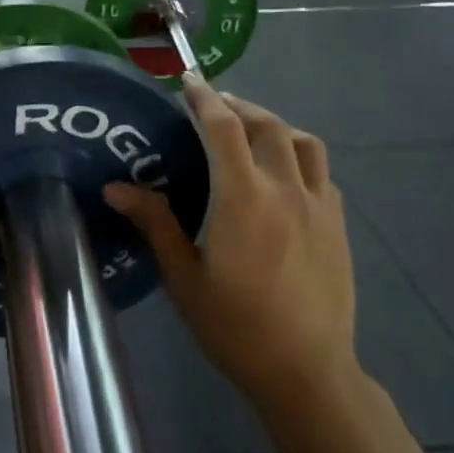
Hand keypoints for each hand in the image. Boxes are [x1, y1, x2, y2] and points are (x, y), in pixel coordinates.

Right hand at [105, 78, 356, 426]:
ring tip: (250, 130)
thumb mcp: (184, 276)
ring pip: (303, 141)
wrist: (307, 372)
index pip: (223, 127)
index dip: (204, 98)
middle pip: (266, 124)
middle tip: (212, 105)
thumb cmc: (235, 326)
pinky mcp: (339, 224)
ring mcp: (319, 205)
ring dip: (273, 125)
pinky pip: (321, 171)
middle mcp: (286, 189)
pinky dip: (299, 155)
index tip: (188, 80)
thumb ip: (154, 222)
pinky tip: (283, 174)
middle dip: (237, 106)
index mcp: (243, 198)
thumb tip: (115, 187)